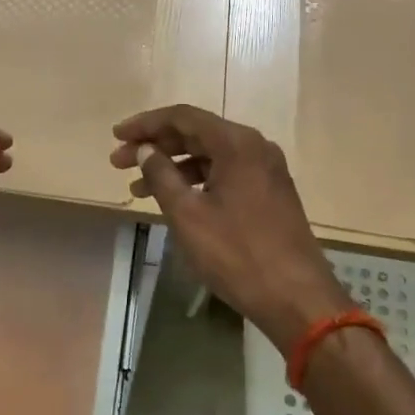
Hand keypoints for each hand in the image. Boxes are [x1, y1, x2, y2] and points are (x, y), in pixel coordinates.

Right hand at [111, 105, 351, 354]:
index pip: (182, 117)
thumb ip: (161, 176)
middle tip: (119, 163)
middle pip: (196, 133)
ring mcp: (266, 170)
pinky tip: (175, 199)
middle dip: (156, 146)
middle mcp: (255, 147)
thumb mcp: (188, 215)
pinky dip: (196, 181)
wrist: (297, 298)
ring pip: (210, 155)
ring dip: (173, 166)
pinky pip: (225, 172)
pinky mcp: (270, 192)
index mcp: (237, 144)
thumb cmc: (237, 255)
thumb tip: (145, 150)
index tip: (116, 136)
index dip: (145, 124)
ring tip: (137, 189)